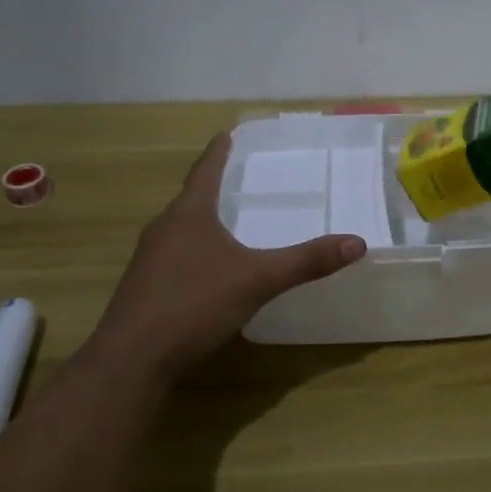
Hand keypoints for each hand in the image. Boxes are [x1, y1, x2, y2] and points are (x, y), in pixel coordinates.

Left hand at [89, 134, 365, 377]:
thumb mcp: (258, 280)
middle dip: (213, 188)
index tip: (226, 133)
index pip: (205, 171)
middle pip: (191, 199)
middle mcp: (164, 228)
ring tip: (226, 222)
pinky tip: (207, 270)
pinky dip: (194, 251)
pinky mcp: (143, 286)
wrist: (133, 358)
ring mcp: (149, 258)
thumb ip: (306, 262)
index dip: (218, 152)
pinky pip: (174, 255)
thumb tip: (357, 242)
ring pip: (180, 229)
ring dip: (202, 221)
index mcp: (189, 214)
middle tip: (237, 179)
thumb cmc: (194, 304)